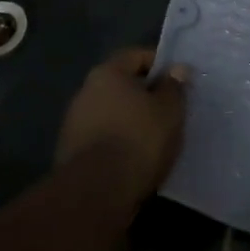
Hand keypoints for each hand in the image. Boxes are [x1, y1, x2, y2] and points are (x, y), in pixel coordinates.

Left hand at [55, 48, 188, 200]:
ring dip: (131, 121)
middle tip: (170, 110)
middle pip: (122, 85)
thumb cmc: (139, 139)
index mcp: (107, 73)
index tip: (178, 81)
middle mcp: (85, 92)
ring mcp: (74, 124)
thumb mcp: (169, 110)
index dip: (160, 65)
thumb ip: (174, 87)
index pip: (136, 56)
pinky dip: (119, 142)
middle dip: (145, 95)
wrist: (96, 194)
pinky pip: (103, 138)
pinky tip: (137, 158)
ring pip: (112, 113)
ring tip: (156, 138)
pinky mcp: (71, 154)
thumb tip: (177, 69)